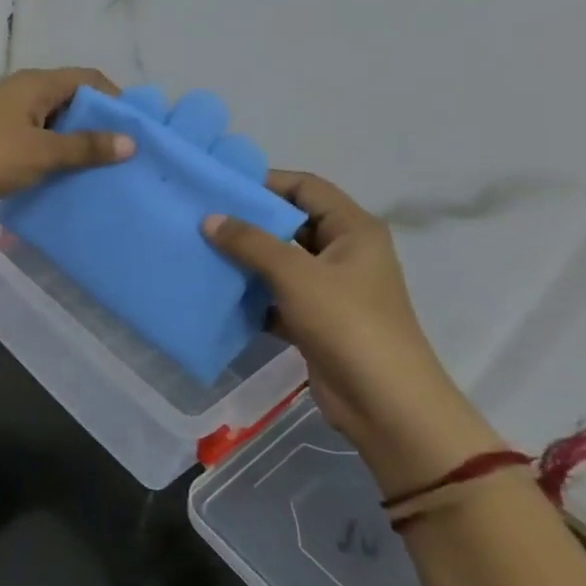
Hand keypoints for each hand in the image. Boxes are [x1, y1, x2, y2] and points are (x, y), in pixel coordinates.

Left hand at [0, 67, 134, 207]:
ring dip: (73, 144)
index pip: (88, 79)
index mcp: (37, 83)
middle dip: (97, 125)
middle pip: (71, 101)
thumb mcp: (45, 151)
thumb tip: (130, 142)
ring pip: (52, 124)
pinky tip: (65, 178)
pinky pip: (35, 142)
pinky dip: (51, 155)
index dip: (115, 99)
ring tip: (101, 170)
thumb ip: (86, 147)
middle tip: (123, 153)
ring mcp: (8, 117)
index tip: (136, 129)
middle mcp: (23, 92)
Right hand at [204, 170, 503, 492]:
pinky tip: (217, 293)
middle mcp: (344, 252)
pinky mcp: (316, 319)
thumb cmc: (347, 324)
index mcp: (353, 230)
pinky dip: (251, 294)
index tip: (220, 186)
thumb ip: (250, 243)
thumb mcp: (295, 275)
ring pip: (280, 261)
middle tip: (201, 218)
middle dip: (249, 221)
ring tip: (200, 250)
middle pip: (291, 223)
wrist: (384, 402)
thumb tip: (210, 218)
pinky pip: (276, 295)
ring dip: (246, 259)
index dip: (266, 182)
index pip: (306, 188)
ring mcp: (331, 288)